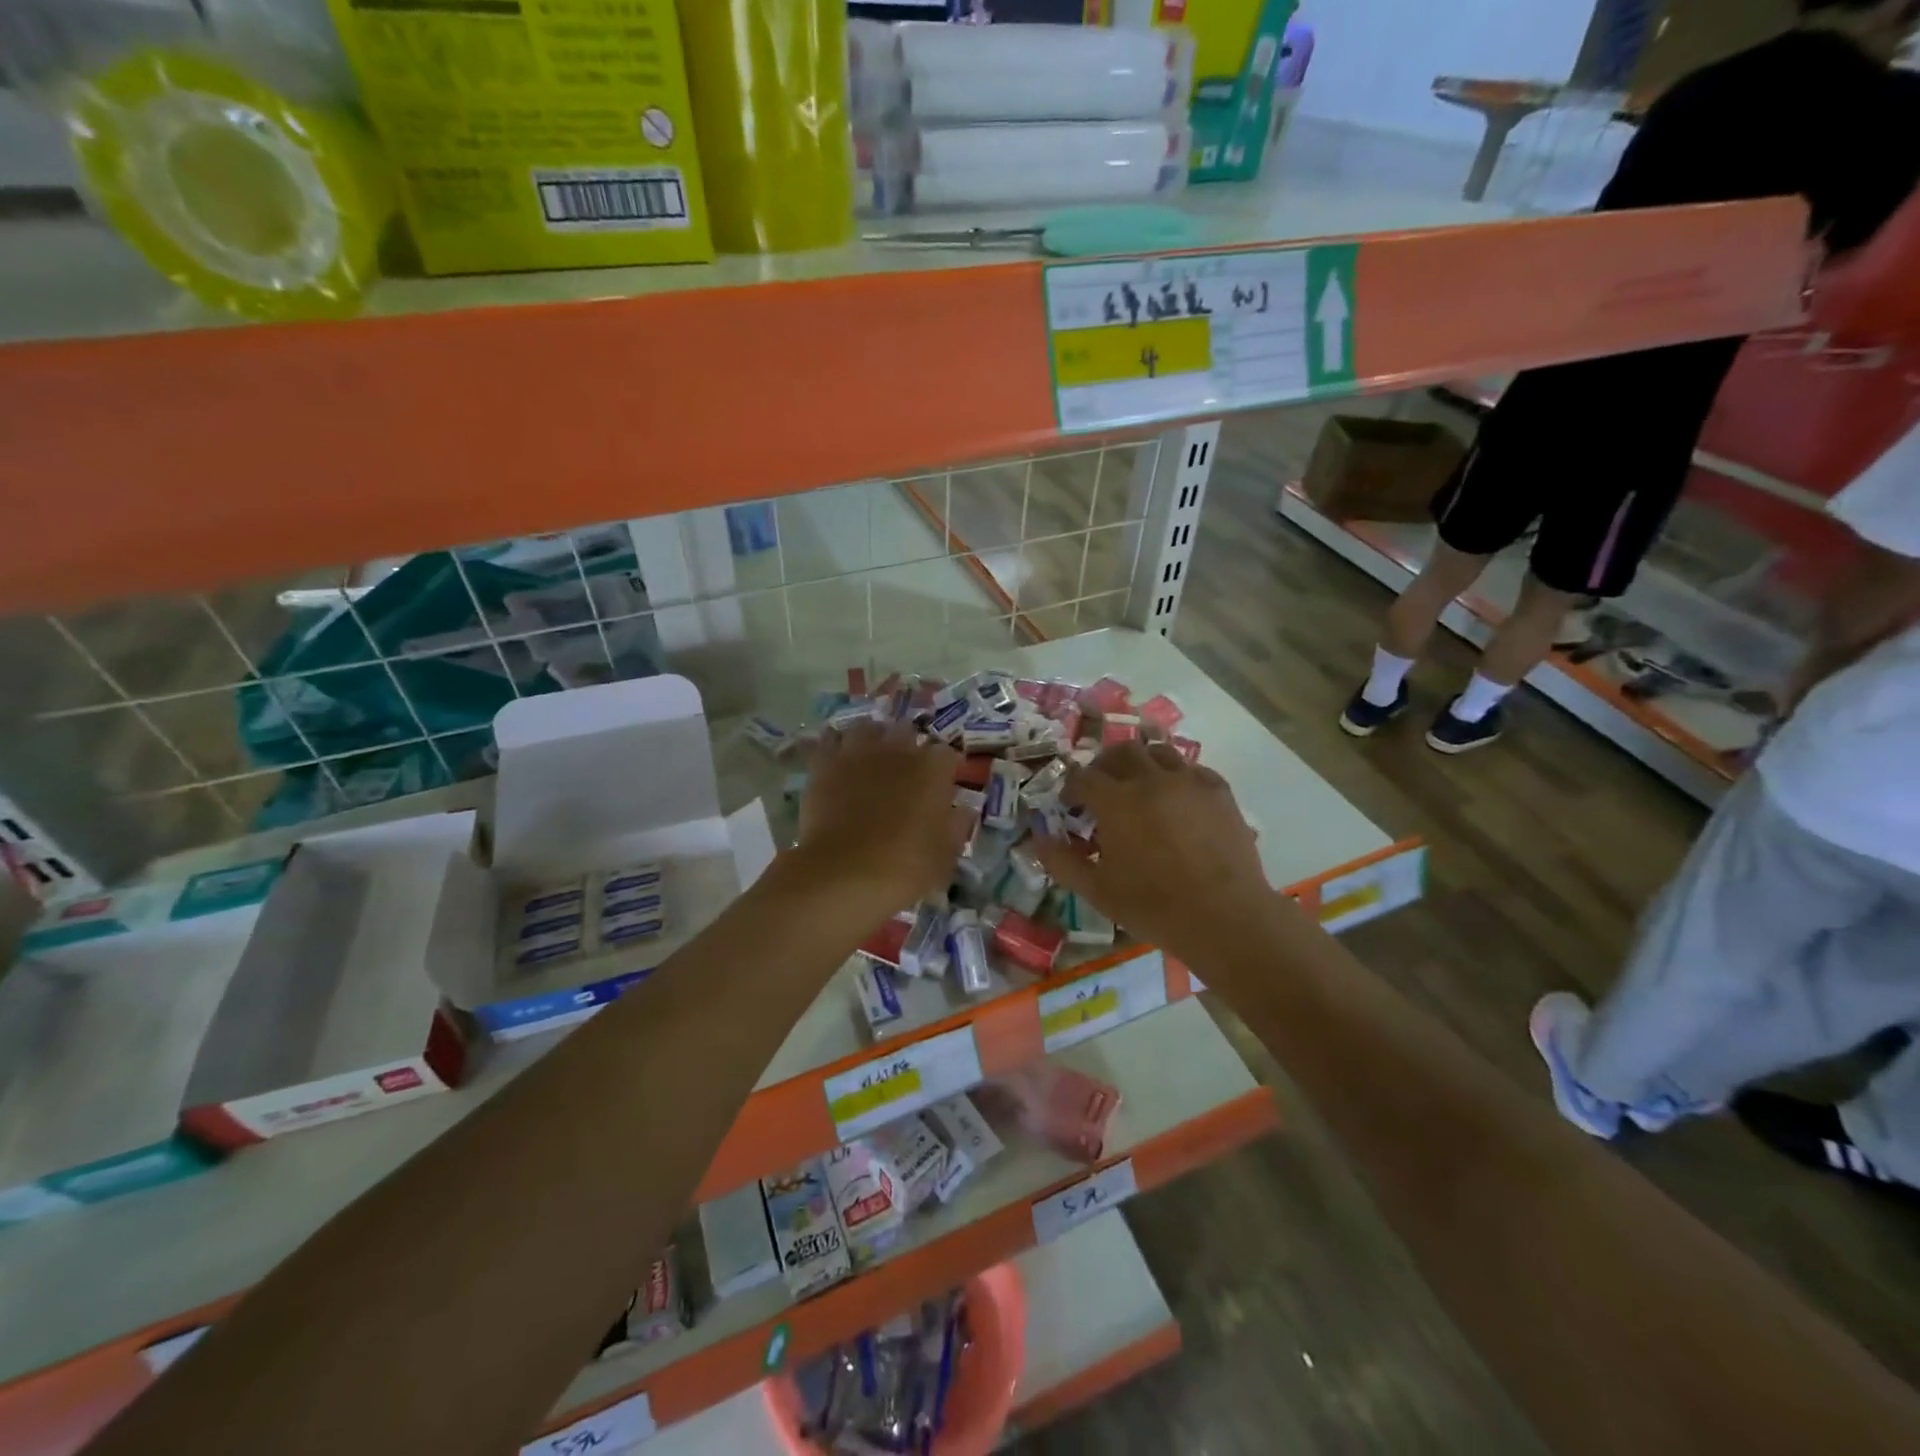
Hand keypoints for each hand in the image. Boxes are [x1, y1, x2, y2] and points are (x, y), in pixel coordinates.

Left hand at [795, 721, 972, 914]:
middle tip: (906, 773)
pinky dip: (835, 748)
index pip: (947, 755)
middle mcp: (897, 750)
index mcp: (933, 768)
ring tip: (870, 759)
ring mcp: (858, 753)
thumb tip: (962, 810)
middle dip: (908, 748)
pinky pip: (829, 742)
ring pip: (867, 729)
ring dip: (872, 740)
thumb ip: (956, 827)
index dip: (946, 770)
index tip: (944, 786)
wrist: (843, 873)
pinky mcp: (824, 764)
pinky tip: (837, 762)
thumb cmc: (905, 868)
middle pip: (907, 732)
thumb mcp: (945, 856)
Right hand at [1030, 740, 1270, 956]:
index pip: (1084, 777)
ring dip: (1142, 762)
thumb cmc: (1154, 907)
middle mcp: (1151, 780)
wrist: (1224, 916)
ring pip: (1159, 751)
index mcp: (1117, 801)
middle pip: (1121, 752)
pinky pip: (1192, 769)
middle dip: (1105, 765)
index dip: (1072, 788)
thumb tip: (1037, 839)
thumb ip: (1061, 862)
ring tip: (1139, 785)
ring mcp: (1189, 781)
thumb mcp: (1097, 891)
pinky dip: (1176, 776)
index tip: (1071, 804)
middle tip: (1102, 788)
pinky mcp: (1219, 791)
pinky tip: (1176, 798)